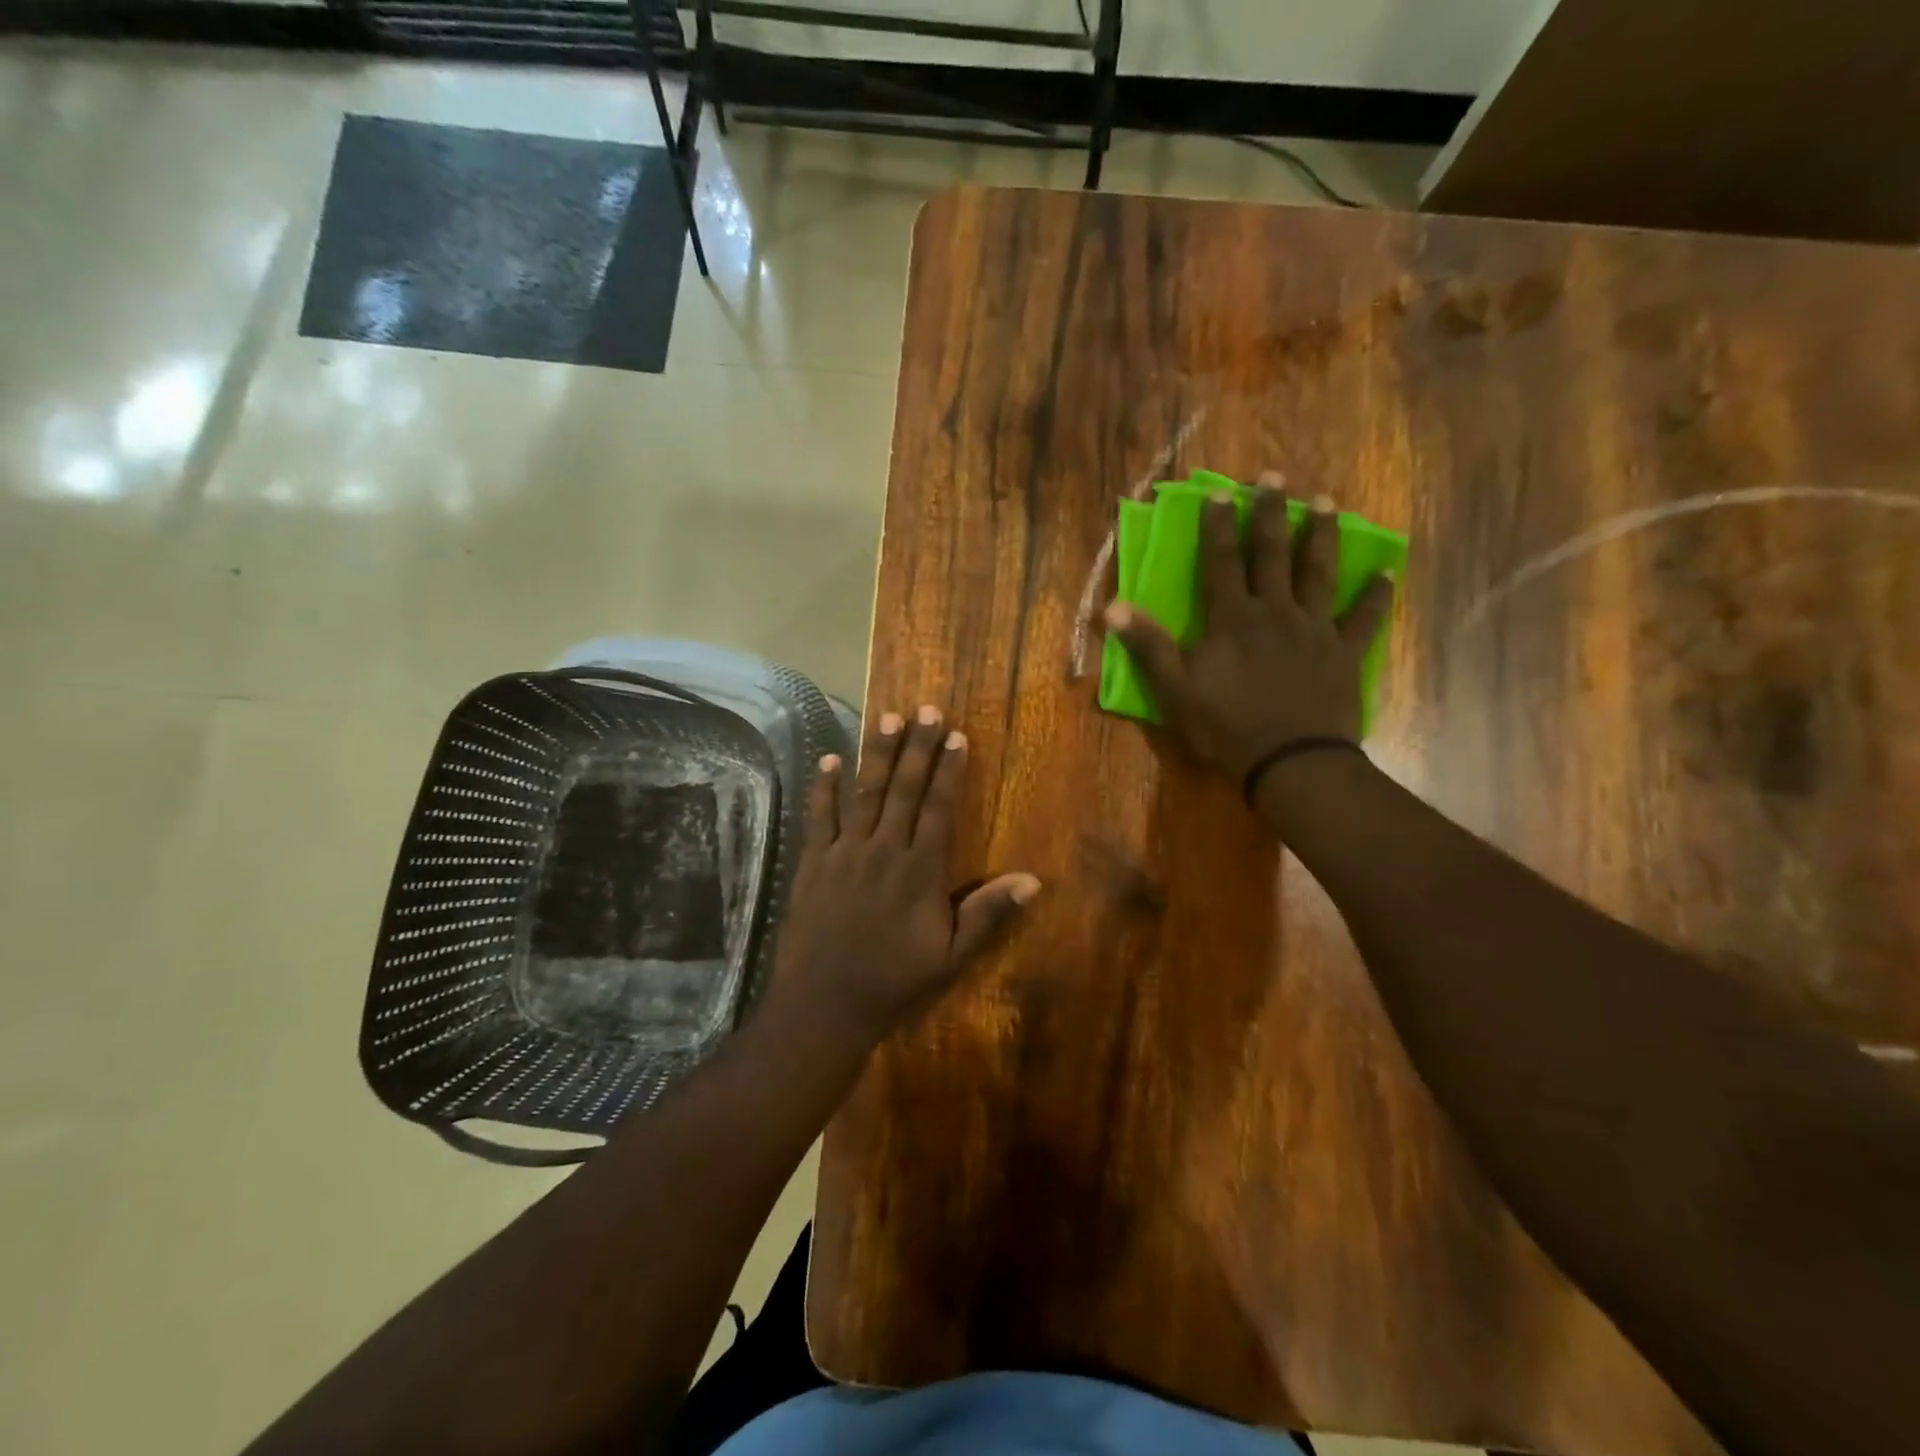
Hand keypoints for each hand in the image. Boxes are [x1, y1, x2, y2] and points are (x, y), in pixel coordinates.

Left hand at [772, 705, 1040, 1042]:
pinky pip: (818, 817)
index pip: (939, 808)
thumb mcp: (951, 957)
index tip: (957, 735)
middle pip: (904, 789)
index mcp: (920, 870)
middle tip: (926, 709)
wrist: (824, 1004)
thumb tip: (1032, 881)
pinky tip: (828, 760)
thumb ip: (988, 915)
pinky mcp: (813, 863)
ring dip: (876, 754)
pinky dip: (823, 787)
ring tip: (885, 718)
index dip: (949, 770)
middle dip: (917, 747)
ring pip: (863, 793)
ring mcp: (844, 853)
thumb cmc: (894, 981)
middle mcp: (884, 850)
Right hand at [1103, 484, 1394, 783]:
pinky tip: (1386, 573)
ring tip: (1326, 503)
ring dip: (1321, 537)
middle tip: (1275, 477)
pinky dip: (1375, 596)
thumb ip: (1148, 644)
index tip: (1221, 491)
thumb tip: (1112, 605)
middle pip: (1273, 555)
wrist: (1290, 761)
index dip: (1219, 526)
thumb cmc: (1226, 726)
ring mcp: (1314, 630)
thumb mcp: (1174, 690)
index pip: (1222, 562)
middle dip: (1271, 514)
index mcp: (1233, 619)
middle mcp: (1275, 612)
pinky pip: (1363, 619)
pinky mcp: (1344, 653)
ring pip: (1318, 573)